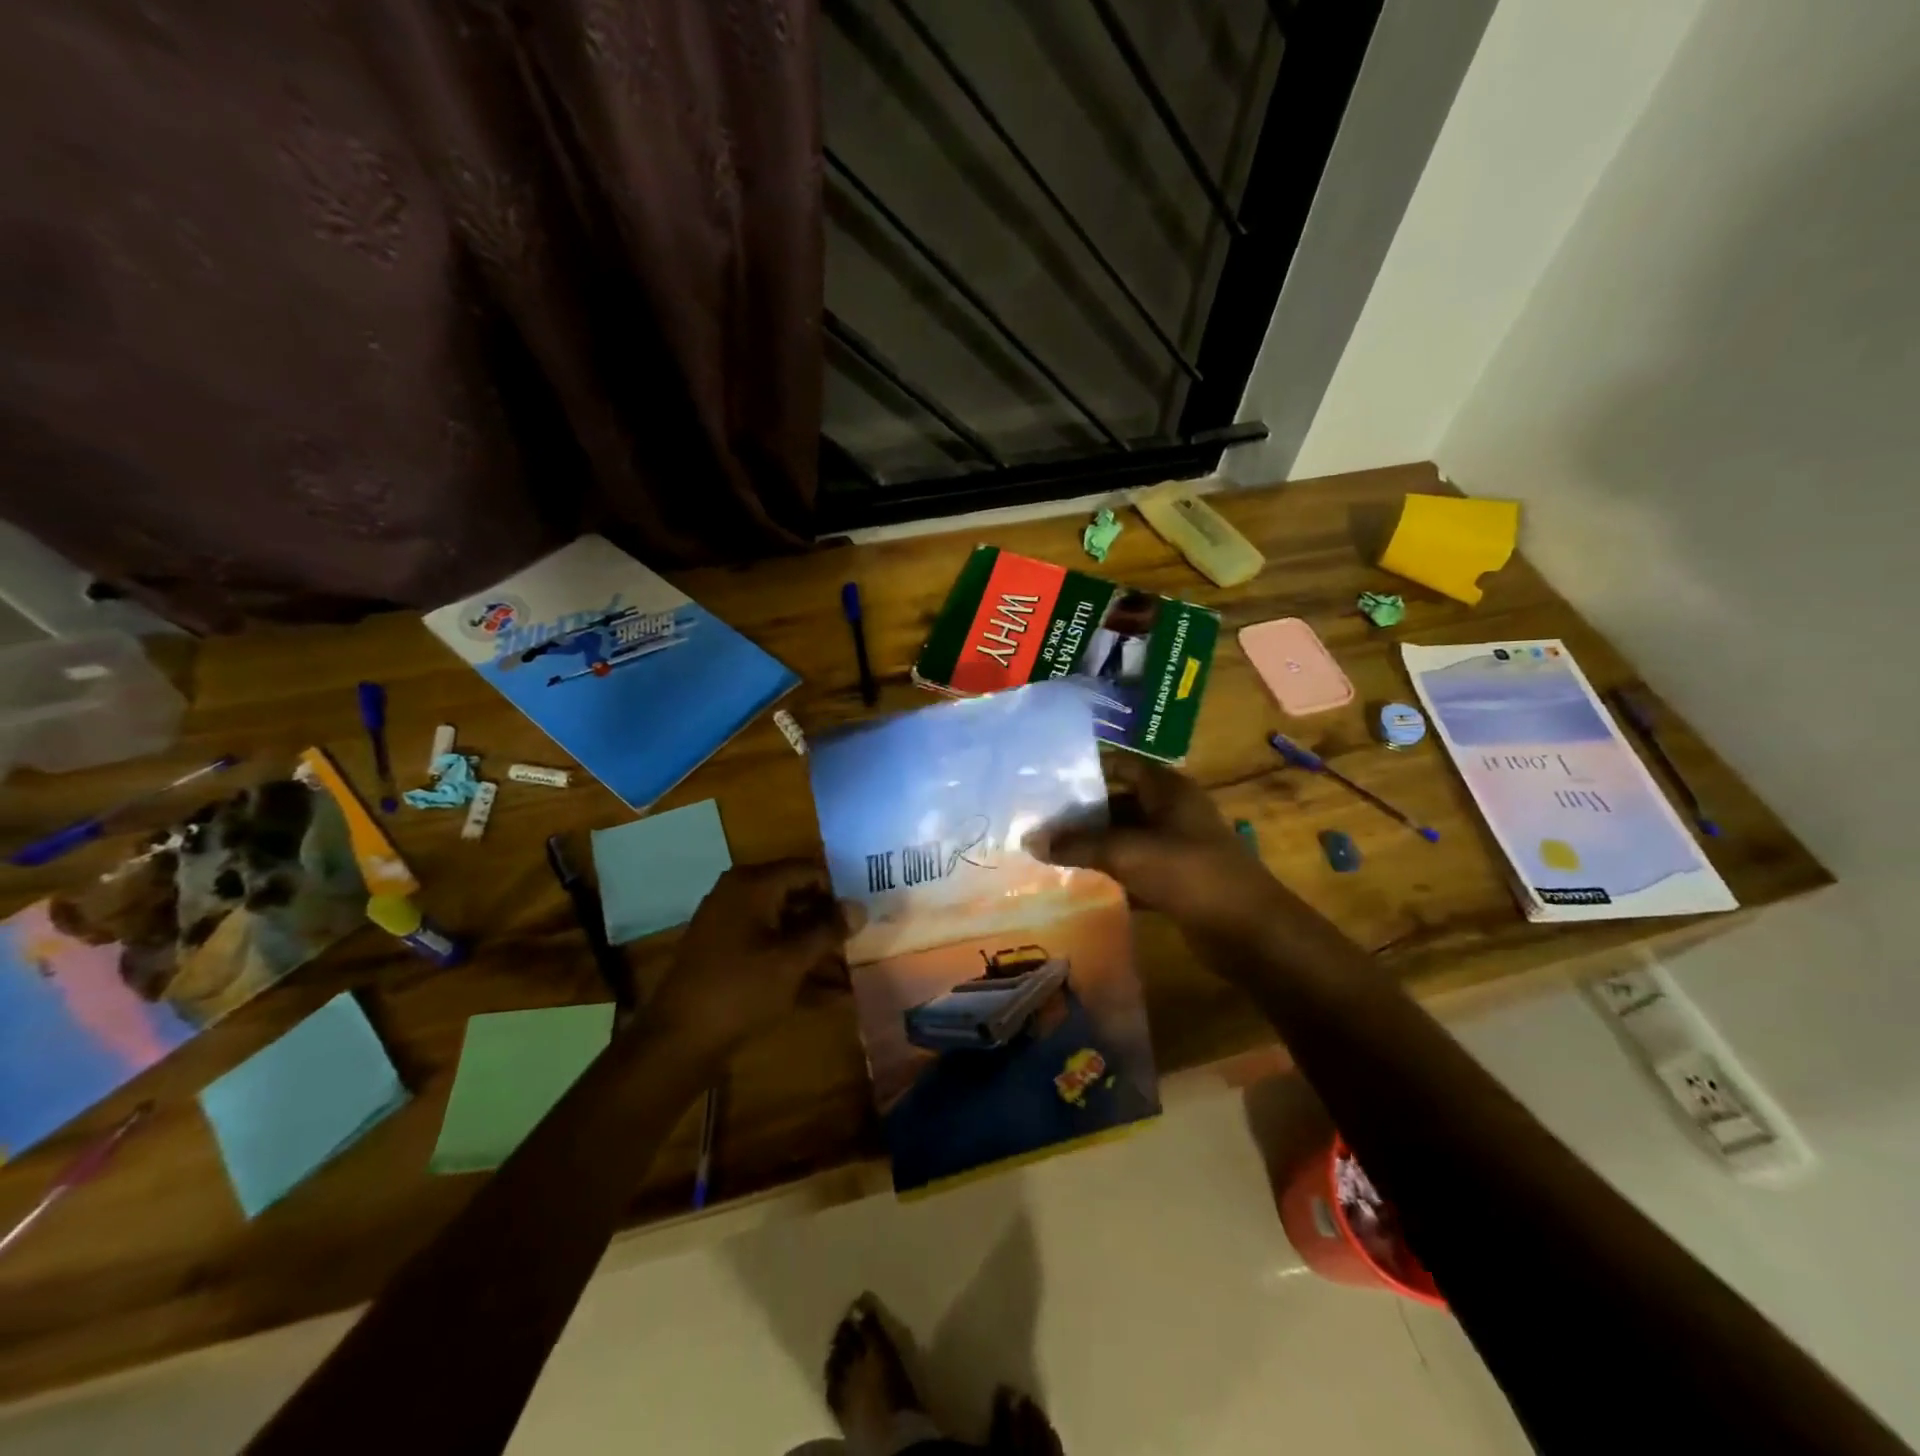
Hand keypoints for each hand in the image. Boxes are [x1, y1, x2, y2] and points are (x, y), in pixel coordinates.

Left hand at [645, 859, 849, 1064]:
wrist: (678, 1041)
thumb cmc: (740, 990)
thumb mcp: (792, 960)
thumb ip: (828, 930)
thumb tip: (859, 907)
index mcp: (753, 884)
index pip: (807, 870)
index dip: (839, 888)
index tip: (866, 909)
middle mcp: (739, 895)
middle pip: (796, 896)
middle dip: (829, 919)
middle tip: (864, 937)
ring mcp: (730, 925)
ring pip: (784, 925)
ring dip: (816, 946)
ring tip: (852, 968)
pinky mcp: (726, 955)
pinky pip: (769, 948)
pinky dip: (795, 964)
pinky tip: (828, 992)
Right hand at [1027, 755, 1286, 943]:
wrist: (1249, 930)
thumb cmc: (1189, 873)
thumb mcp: (1128, 852)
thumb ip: (1079, 844)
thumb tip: (1030, 840)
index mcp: (1167, 788)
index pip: (1119, 764)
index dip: (1084, 770)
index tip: (1045, 781)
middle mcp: (1172, 809)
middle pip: (1118, 800)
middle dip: (1081, 811)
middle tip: (1038, 819)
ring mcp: (1176, 844)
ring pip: (1125, 835)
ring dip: (1093, 843)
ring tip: (1048, 848)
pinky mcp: (1176, 877)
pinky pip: (1135, 866)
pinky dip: (1110, 871)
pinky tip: (1077, 880)